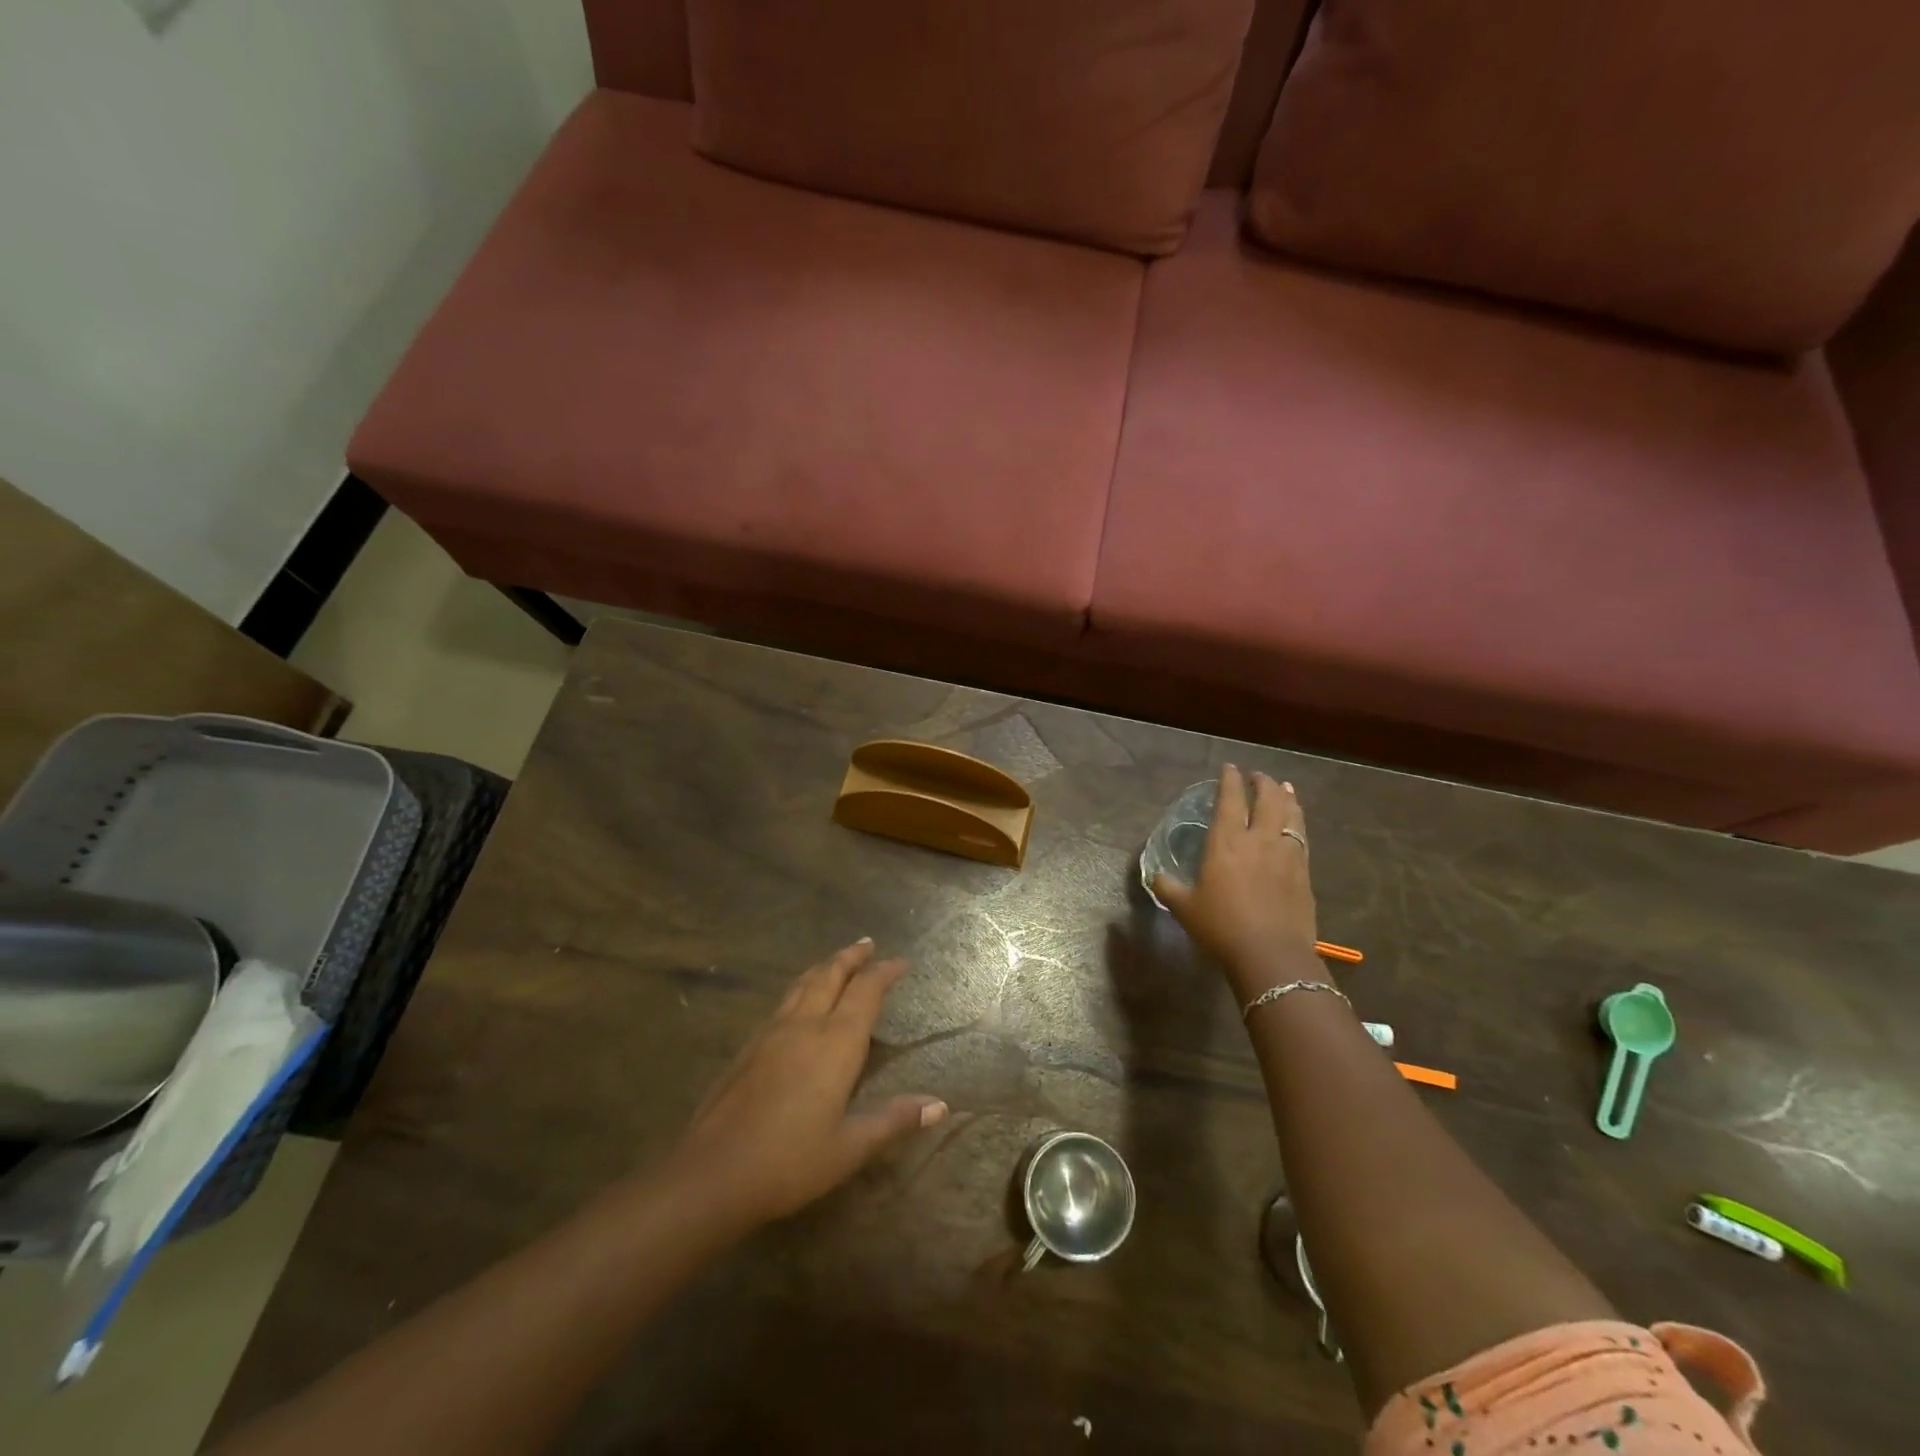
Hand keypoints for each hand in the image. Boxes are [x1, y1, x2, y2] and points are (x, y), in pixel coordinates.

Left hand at [668, 940, 946, 1230]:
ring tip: (836, 961)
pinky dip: (801, 987)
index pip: (866, 992)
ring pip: (803, 984)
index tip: (901, 962)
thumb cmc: (789, 1162)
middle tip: (867, 944)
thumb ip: (894, 1120)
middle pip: (831, 975)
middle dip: (851, 957)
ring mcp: (772, 1032)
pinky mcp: (748, 1047)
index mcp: (836, 1043)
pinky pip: (783, 1002)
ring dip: (824, 967)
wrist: (712, 1174)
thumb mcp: (850, 1148)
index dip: (885, 972)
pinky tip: (798, 1002)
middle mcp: (805, 1026)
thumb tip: (940, 1105)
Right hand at [1152, 766, 1321, 997]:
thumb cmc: (1221, 927)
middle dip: (1263, 783)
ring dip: (1286, 797)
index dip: (1230, 781)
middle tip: (1257, 776)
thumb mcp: (1184, 907)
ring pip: (1290, 814)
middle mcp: (1259, 839)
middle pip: (1267, 799)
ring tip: (1284, 788)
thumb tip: (1154, 877)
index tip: (1229, 768)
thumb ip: (1168, 887)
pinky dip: (1299, 822)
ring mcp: (1286, 854)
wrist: (1271, 954)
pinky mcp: (1304, 872)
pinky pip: (1302, 837)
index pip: (1230, 800)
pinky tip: (1296, 824)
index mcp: (1226, 842)